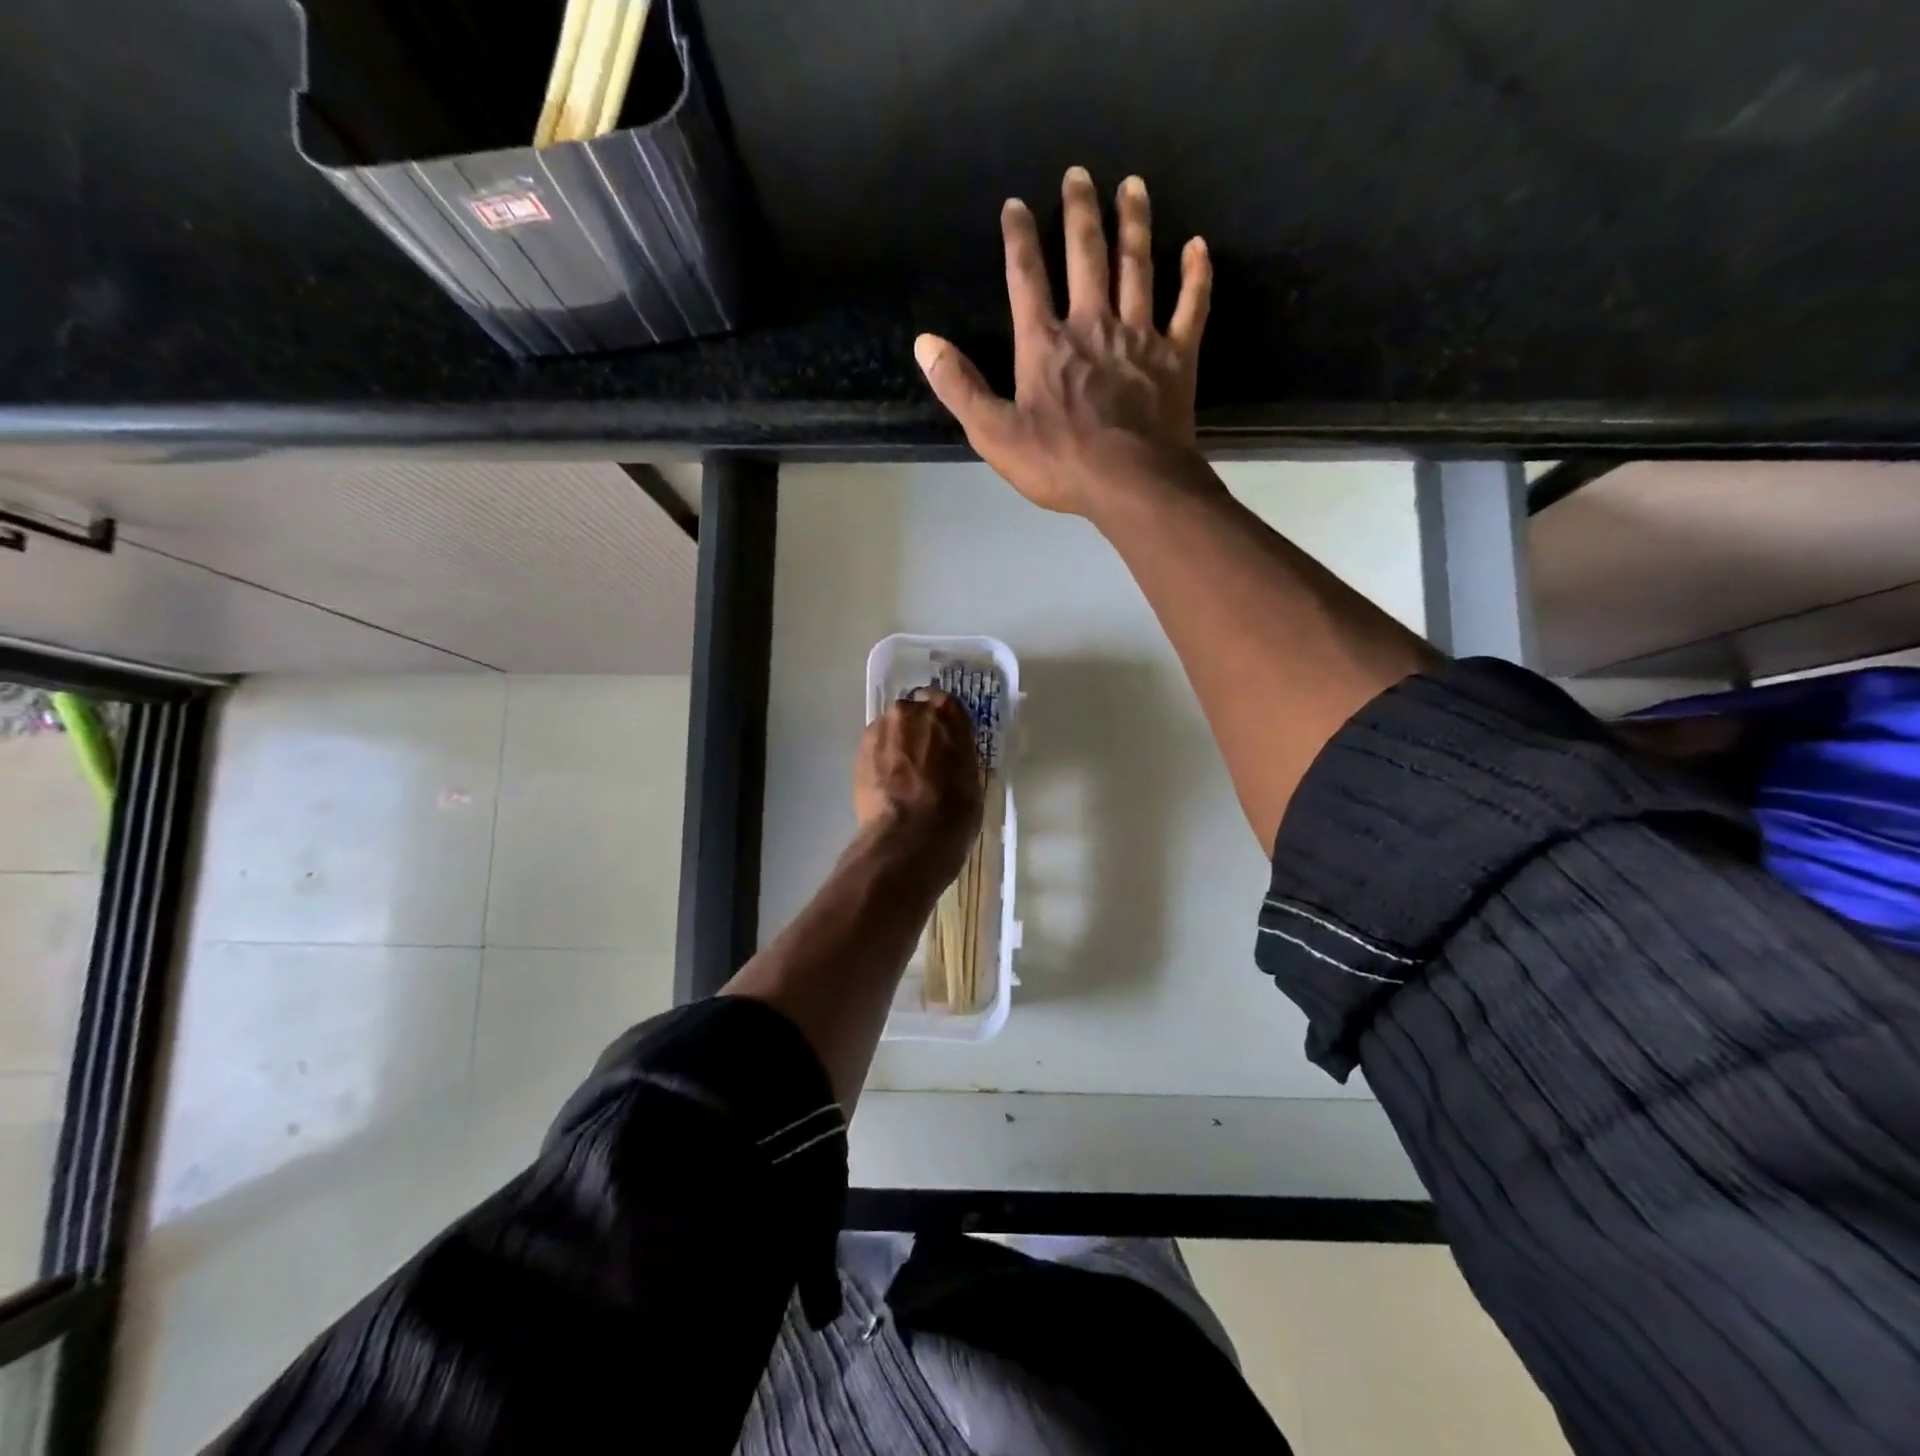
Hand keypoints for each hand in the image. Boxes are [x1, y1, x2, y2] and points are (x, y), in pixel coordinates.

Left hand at [852, 689, 983, 883]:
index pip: (946, 705)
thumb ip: (958, 759)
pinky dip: (880, 759)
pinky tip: (887, 784)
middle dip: (917, 731)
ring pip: (891, 729)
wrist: (909, 836)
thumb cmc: (954, 811)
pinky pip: (874, 747)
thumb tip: (949, 762)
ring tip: (901, 776)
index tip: (944, 741)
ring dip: (896, 745)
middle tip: (923, 760)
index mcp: (948, 713)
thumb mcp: (972, 780)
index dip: (944, 725)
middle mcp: (913, 711)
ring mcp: (882, 728)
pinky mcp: (860, 749)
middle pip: (914, 713)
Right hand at [913, 166, 1212, 517]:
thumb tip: (925, 343)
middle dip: (1080, 212)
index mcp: (1046, 344)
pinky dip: (1195, 275)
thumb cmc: (1059, 462)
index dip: (1018, 238)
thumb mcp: (995, 434)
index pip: (1026, 278)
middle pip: (1086, 256)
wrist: (1131, 484)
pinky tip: (1198, 246)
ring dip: (1134, 224)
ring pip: (1137, 267)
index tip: (1016, 205)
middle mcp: (1093, 325)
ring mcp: (1140, 337)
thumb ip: (960, 388)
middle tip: (1080, 173)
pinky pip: (1190, 306)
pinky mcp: (1177, 357)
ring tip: (1133, 185)